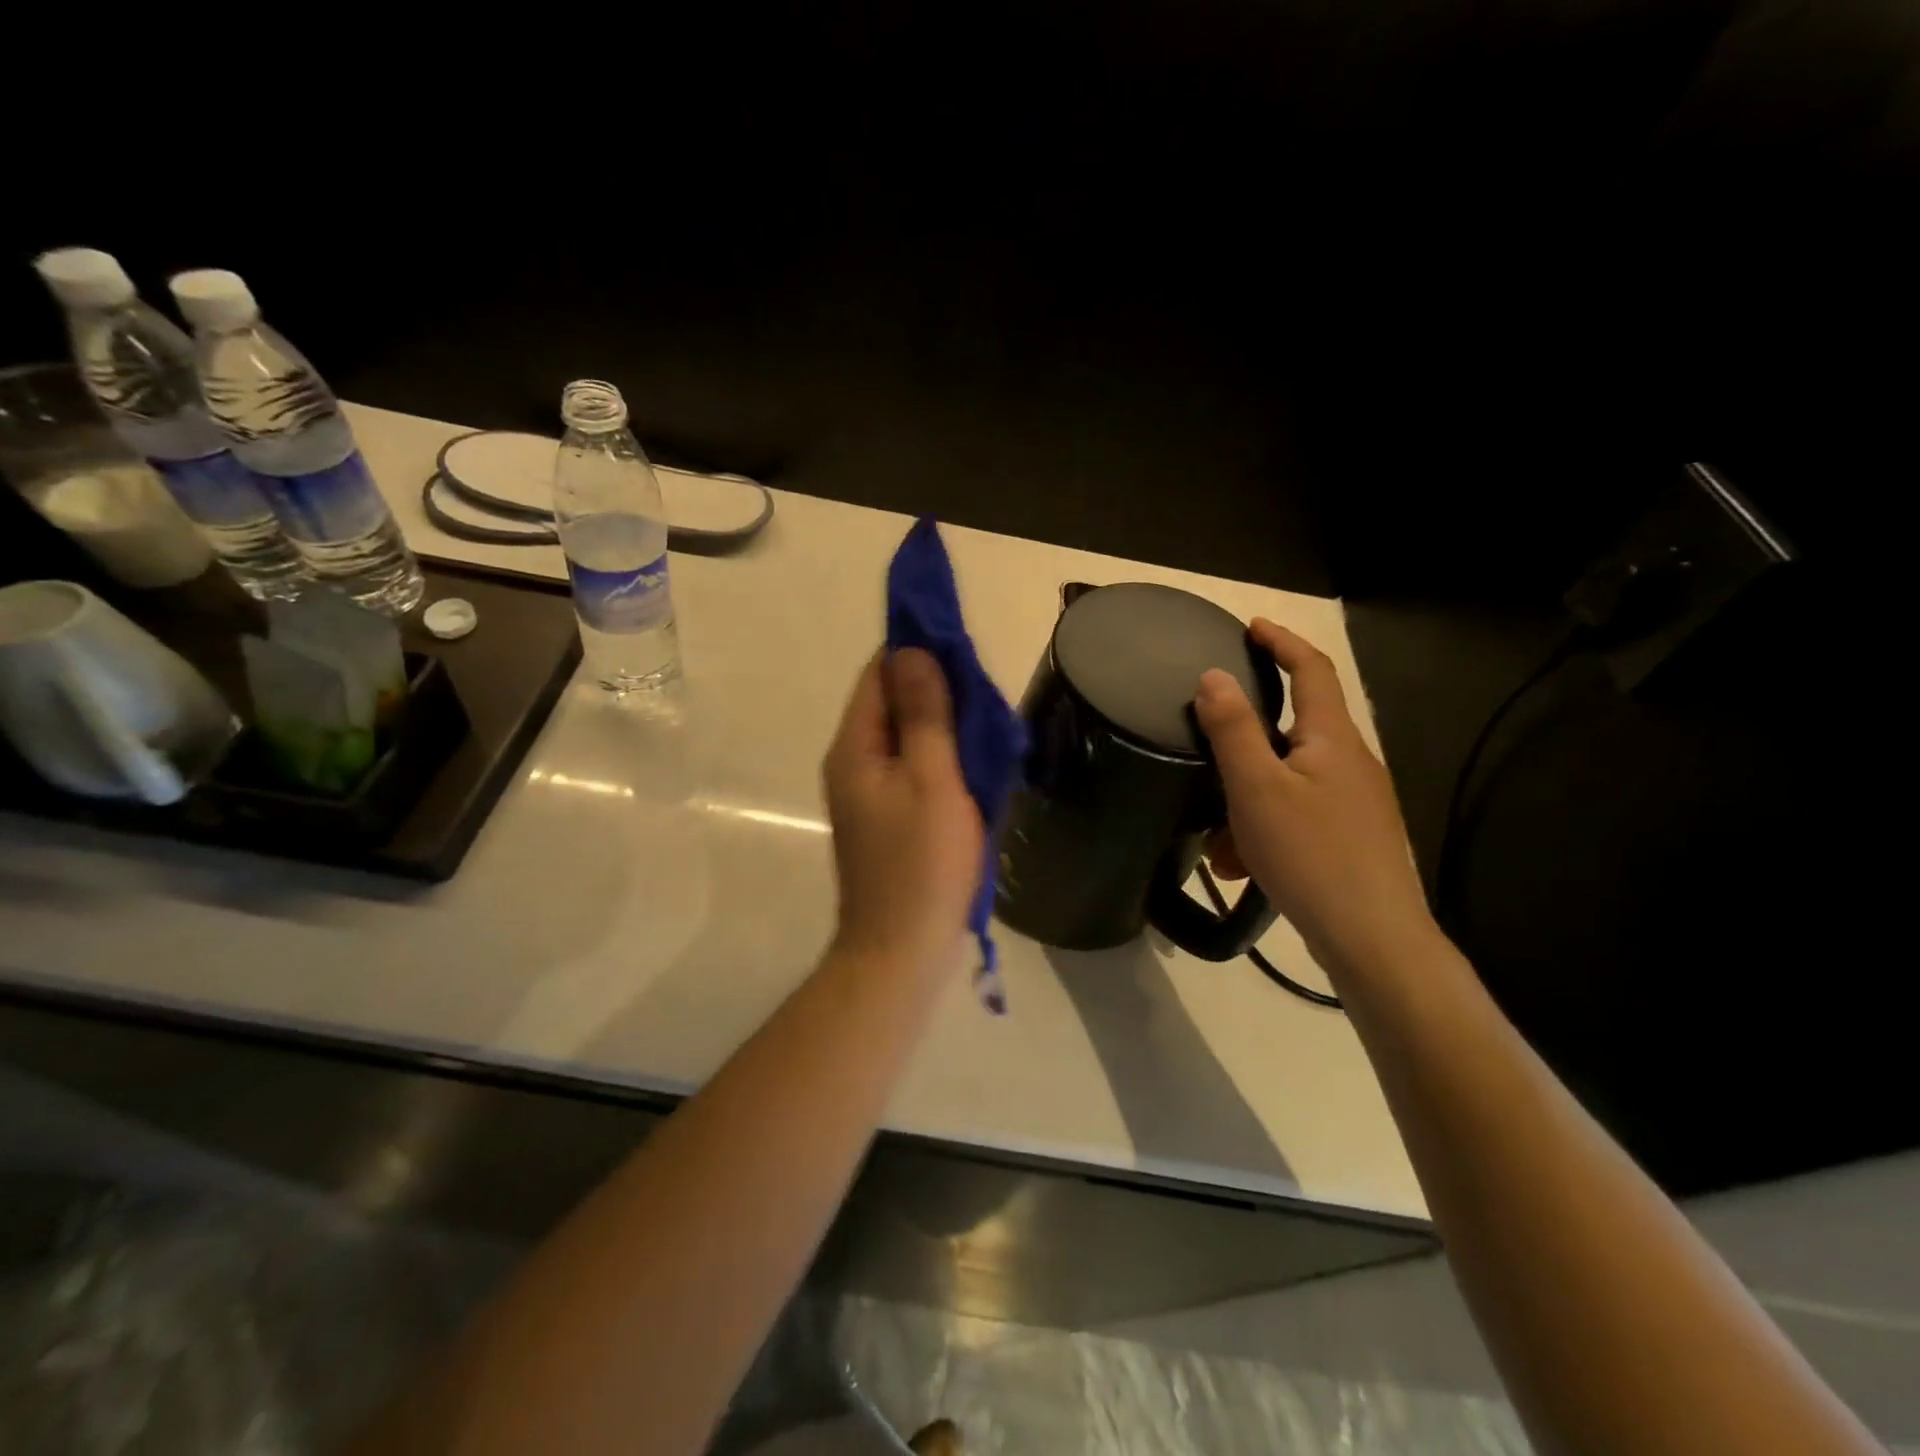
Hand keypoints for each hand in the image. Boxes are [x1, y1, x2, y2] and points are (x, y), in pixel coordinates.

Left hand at [823, 648, 984, 971]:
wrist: (901, 951)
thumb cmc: (921, 865)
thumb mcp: (932, 780)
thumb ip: (924, 714)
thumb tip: (912, 650)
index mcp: (854, 747)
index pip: (879, 674)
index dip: (917, 653)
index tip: (964, 650)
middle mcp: (853, 763)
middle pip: (891, 704)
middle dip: (936, 691)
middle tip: (986, 695)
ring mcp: (868, 793)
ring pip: (906, 738)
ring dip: (943, 726)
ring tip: (987, 727)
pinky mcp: (886, 818)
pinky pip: (913, 769)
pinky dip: (941, 758)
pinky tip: (973, 766)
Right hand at [1196, 619, 1434, 973]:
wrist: (1372, 938)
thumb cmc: (1311, 854)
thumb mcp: (1256, 788)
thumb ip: (1232, 729)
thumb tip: (1213, 676)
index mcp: (1332, 739)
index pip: (1311, 670)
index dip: (1281, 642)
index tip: (1251, 627)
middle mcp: (1350, 762)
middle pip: (1294, 729)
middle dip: (1246, 740)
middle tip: (1208, 744)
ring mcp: (1355, 803)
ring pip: (1288, 781)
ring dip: (1247, 798)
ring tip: (1215, 840)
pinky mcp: (1351, 838)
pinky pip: (1297, 815)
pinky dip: (1264, 828)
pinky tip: (1240, 866)